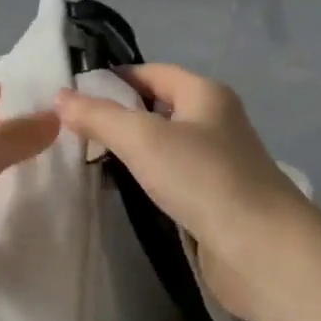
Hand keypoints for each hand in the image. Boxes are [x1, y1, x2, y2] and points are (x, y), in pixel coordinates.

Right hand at [53, 63, 313, 319]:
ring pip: (166, 146)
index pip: (152, 72)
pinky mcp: (216, 199)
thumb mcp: (142, 139)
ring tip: (88, 162)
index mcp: (206, 94)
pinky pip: (174, 178)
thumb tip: (61, 96)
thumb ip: (99, 116)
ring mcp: (219, 162)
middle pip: (159, 108)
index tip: (73, 95)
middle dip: (119, 116)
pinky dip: (149, 179)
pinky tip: (124, 192)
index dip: (114, 78)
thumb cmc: (202, 178)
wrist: (260, 248)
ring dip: (132, 151)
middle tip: (73, 132)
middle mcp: (216, 121)